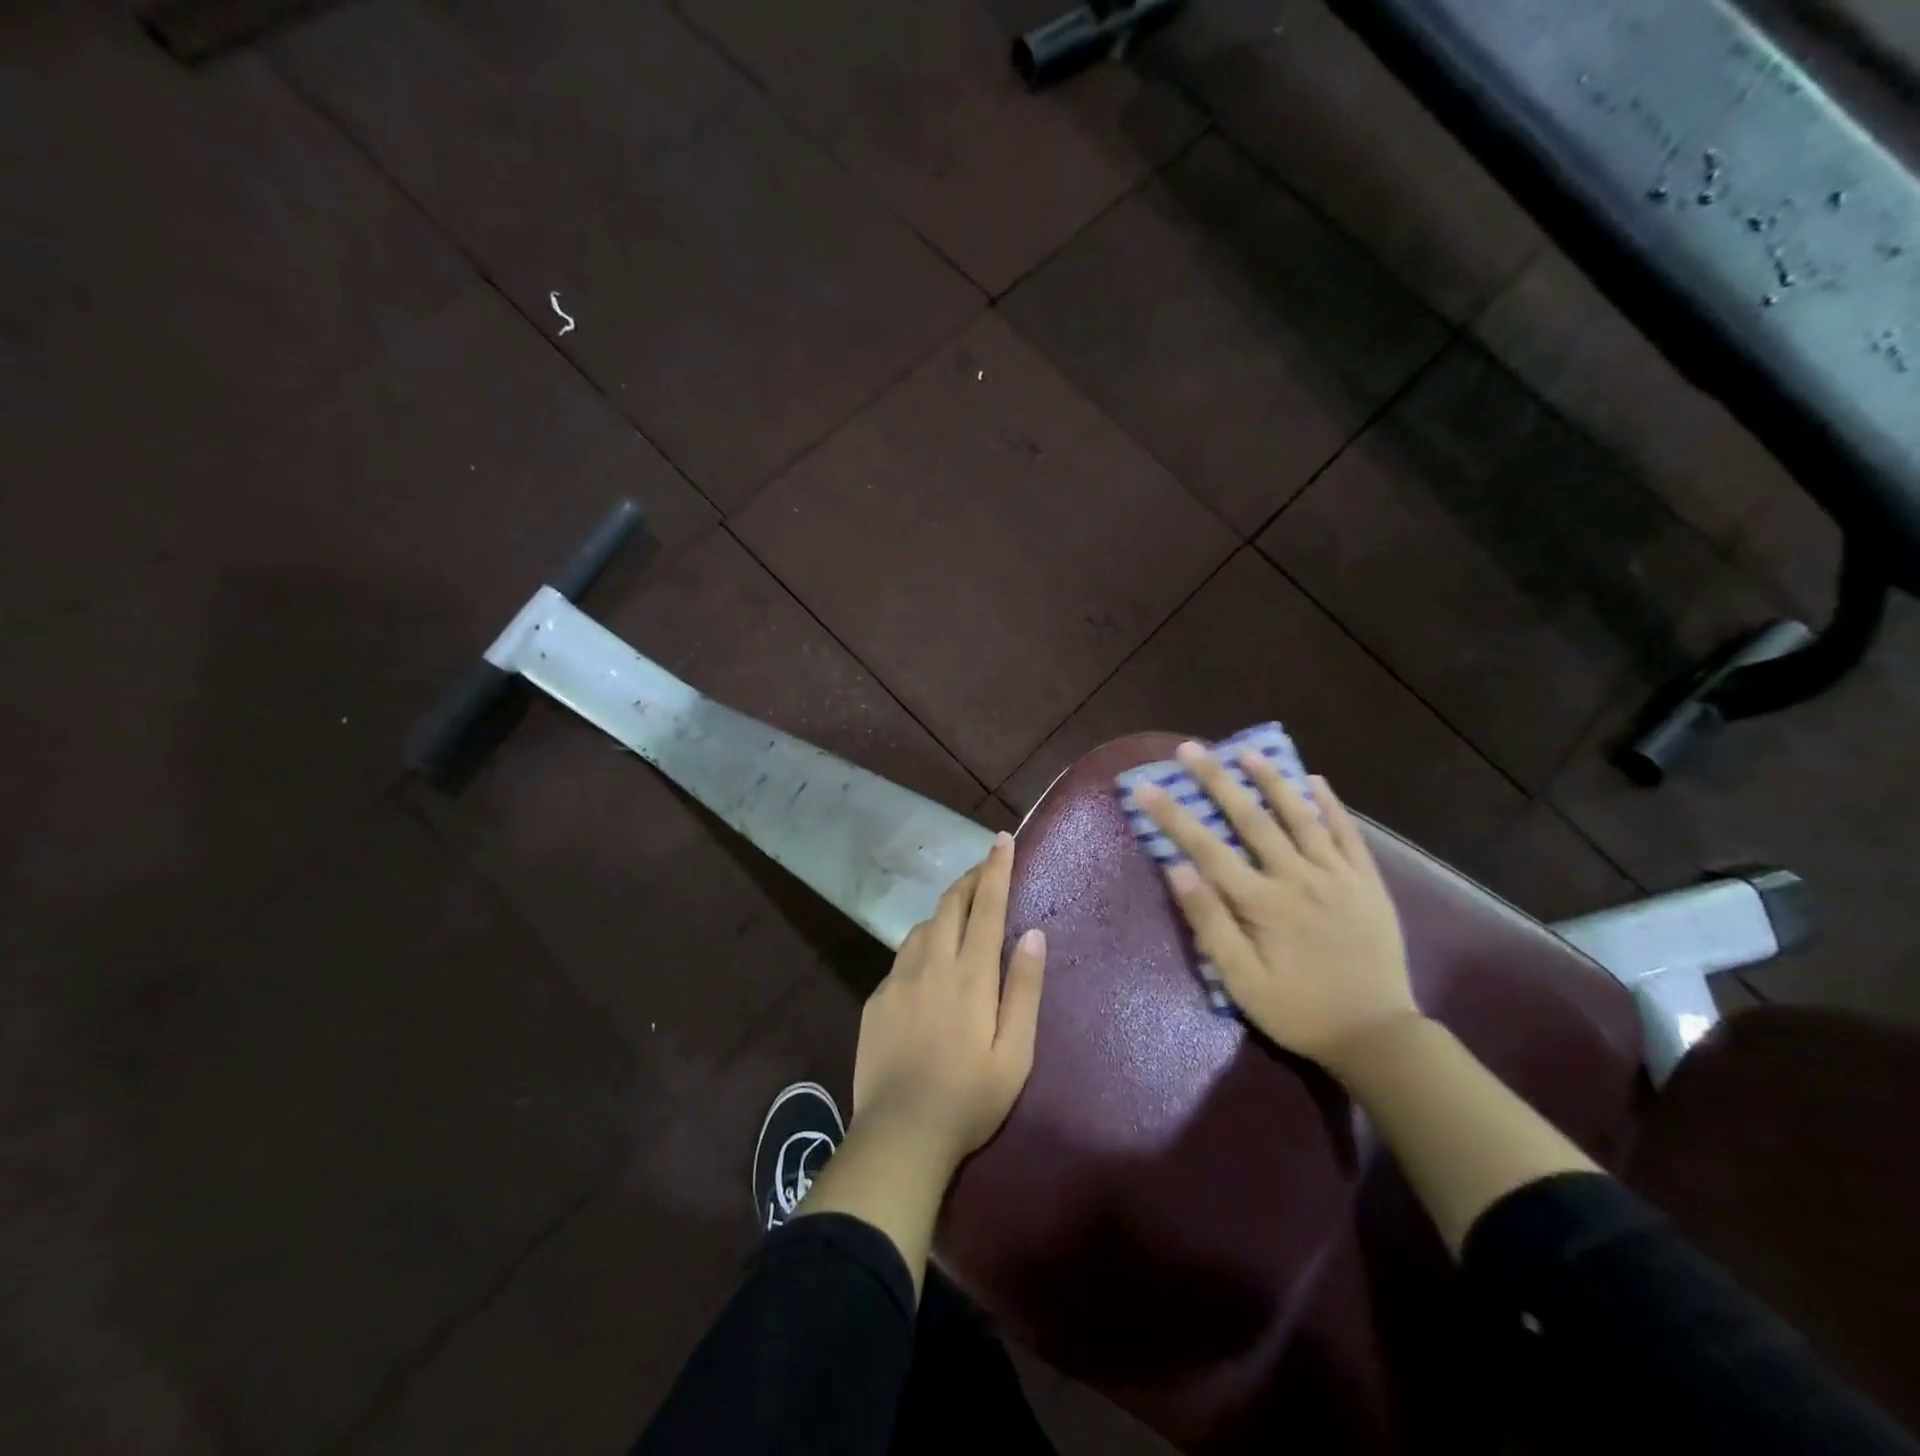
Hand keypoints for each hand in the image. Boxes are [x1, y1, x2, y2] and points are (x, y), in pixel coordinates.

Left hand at [851, 832, 1046, 1169]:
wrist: (899, 1134)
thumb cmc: (969, 1098)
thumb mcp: (1015, 1052)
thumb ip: (1024, 989)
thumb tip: (1032, 933)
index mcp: (970, 975)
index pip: (986, 906)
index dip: (996, 869)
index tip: (1001, 839)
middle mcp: (931, 964)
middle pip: (950, 905)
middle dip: (968, 879)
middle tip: (983, 867)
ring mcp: (898, 979)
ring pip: (923, 926)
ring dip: (944, 911)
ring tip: (960, 914)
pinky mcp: (877, 998)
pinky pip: (902, 955)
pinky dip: (922, 943)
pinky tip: (927, 962)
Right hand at [1138, 743, 1418, 1074]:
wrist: (1378, 1035)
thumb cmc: (1299, 1011)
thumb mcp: (1242, 981)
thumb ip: (1210, 923)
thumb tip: (1177, 869)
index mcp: (1262, 902)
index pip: (1206, 848)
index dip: (1172, 815)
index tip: (1145, 786)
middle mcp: (1298, 877)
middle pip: (1250, 819)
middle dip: (1216, 780)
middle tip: (1191, 749)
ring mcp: (1337, 876)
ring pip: (1300, 817)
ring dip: (1271, 781)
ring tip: (1247, 751)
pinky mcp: (1368, 883)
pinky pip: (1348, 834)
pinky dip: (1331, 805)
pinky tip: (1315, 781)